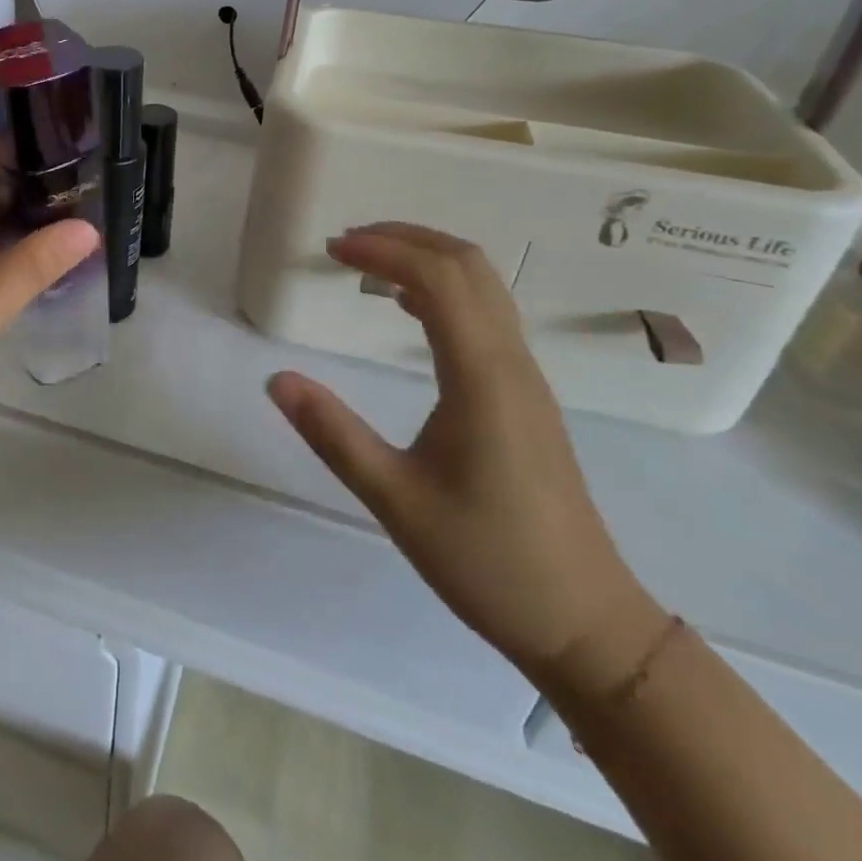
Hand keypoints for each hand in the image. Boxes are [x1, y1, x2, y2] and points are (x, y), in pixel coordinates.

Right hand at [267, 223, 654, 675]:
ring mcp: (526, 376)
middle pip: (467, 264)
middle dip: (405, 238)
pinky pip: (488, 313)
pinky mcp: (526, 394)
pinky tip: (408, 309)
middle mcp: (511, 362)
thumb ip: (332, 434)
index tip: (332, 248)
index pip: (438, 279)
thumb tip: (276, 379)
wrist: (585, 622)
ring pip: (484, 284)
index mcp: (481, 377)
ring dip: (426, 257)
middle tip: (345, 244)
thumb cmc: (487, 562)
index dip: (384, 249)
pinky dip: (444, 287)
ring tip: (368, 263)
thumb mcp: (394, 500)